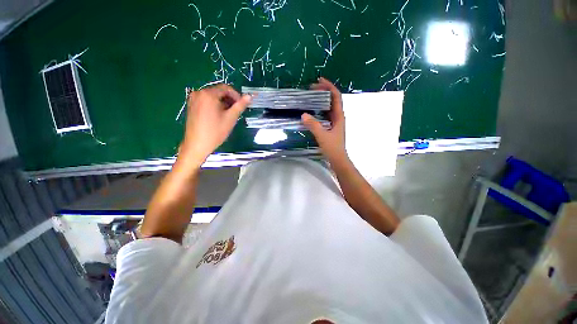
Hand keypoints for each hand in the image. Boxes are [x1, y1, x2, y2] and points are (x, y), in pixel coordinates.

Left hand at [179, 84, 250, 167]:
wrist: (197, 144)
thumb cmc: (215, 131)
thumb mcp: (230, 118)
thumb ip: (240, 106)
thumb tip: (249, 96)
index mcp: (208, 94)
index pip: (226, 88)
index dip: (236, 95)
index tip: (242, 105)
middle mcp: (199, 93)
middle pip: (218, 91)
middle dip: (229, 100)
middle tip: (236, 111)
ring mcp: (193, 99)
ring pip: (212, 96)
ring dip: (223, 103)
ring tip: (228, 115)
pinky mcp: (191, 106)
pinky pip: (206, 101)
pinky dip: (215, 105)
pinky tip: (218, 116)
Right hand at [301, 77, 348, 165]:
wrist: (338, 159)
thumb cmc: (332, 148)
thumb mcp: (322, 136)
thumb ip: (313, 125)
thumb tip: (303, 115)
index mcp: (339, 116)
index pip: (336, 96)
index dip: (329, 87)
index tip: (319, 81)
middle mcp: (338, 117)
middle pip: (333, 99)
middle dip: (324, 91)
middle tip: (312, 88)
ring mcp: (334, 122)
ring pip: (329, 107)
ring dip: (321, 100)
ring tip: (311, 96)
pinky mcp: (330, 127)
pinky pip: (325, 114)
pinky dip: (319, 109)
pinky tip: (312, 111)